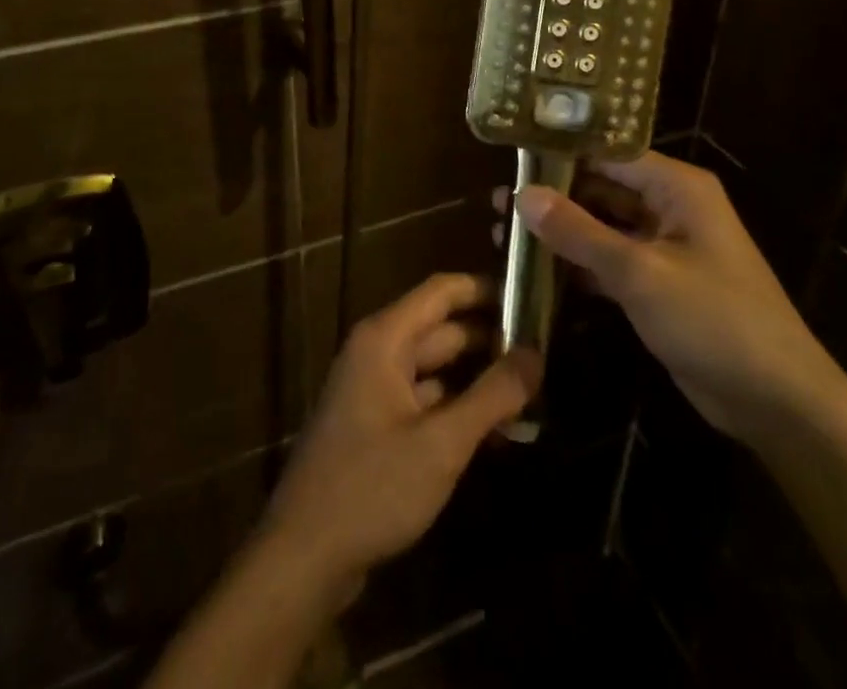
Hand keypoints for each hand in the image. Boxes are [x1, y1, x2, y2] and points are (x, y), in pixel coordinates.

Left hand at [257, 273, 542, 604]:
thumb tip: (536, 353)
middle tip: (543, 353)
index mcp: (385, 338)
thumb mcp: (441, 443)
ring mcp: (373, 388)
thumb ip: (492, 396)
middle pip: (441, 329)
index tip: (530, 299)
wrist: (304, 555)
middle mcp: (377, 352)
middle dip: (489, 339)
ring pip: (434, 367)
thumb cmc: (372, 487)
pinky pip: (422, 398)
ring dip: (476, 376)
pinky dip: (455, 405)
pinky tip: (492, 428)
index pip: (442, 291)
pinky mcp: (374, 424)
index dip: (485, 290)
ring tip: (529, 389)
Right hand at [511, 152, 842, 445]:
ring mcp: (663, 248)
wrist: (776, 403)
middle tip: (497, 200)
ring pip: (601, 227)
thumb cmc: (714, 320)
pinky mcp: (656, 285)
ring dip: (560, 232)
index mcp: (676, 187)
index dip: (561, 153)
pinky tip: (534, 269)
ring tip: (504, 233)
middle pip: (602, 188)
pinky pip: (608, 262)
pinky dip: (576, 264)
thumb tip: (522, 193)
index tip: (511, 157)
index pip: (609, 153)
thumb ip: (579, 232)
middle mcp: (669, 207)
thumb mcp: (640, 273)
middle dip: (553, 196)